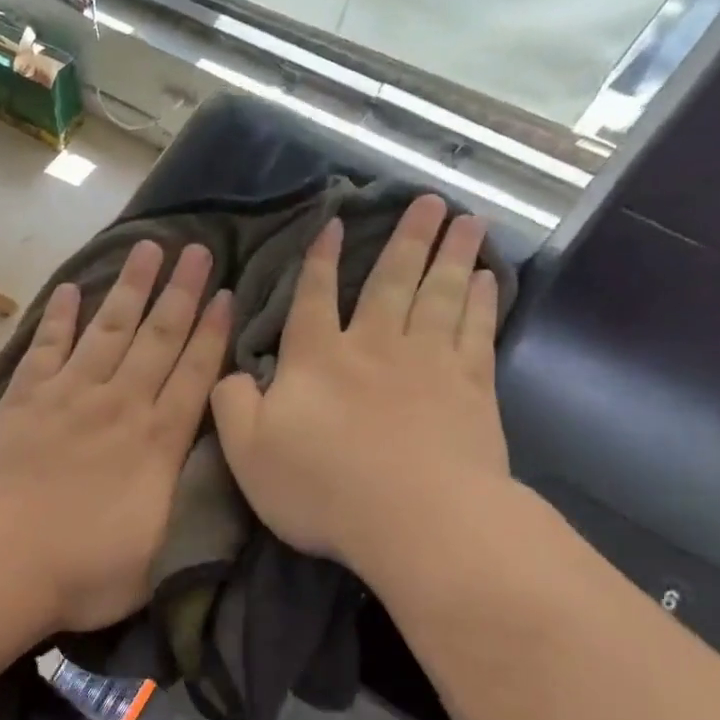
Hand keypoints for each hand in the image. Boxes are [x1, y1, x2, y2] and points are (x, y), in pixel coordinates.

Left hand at [0, 241, 230, 633]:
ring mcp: (68, 397)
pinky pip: (45, 348)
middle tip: (197, 249)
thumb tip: (201, 469)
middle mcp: (119, 406)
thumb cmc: (86, 571)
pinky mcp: (22, 401)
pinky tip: (69, 289)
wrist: (1, 563)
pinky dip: (58, 318)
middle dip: (180, 293)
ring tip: (147, 248)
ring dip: (130, 289)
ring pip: (108, 330)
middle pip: (157, 339)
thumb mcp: (160, 551)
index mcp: (157, 442)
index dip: (212, 332)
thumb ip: (183, 503)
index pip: (194, 375)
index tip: (225, 293)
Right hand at [211, 195, 510, 586]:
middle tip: (430, 199)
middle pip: (391, 281)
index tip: (336, 222)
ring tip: (468, 219)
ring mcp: (429, 363)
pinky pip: (477, 330)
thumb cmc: (322, 488)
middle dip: (407, 239)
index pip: (313, 297)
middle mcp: (373, 346)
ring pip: (440, 294)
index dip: (320, 259)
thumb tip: (231, 372)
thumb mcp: (247, 452)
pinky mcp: (472, 388)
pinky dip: (483, 301)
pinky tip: (488, 279)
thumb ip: (231, 405)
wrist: (415, 519)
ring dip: (452, 254)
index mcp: (317, 360)